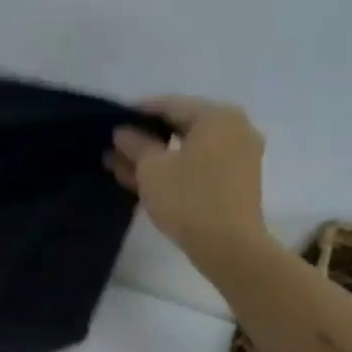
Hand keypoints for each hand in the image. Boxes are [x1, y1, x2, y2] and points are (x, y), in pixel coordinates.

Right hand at [107, 96, 267, 252]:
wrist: (229, 246)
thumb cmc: (188, 198)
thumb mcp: (152, 168)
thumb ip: (135, 144)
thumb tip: (123, 131)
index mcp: (217, 116)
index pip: (169, 105)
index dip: (137, 112)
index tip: (112, 119)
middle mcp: (234, 129)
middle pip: (181, 126)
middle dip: (145, 137)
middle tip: (114, 146)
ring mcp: (238, 156)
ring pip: (188, 149)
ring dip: (156, 156)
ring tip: (120, 165)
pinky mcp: (236, 180)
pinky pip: (199, 165)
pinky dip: (174, 168)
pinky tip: (143, 179)